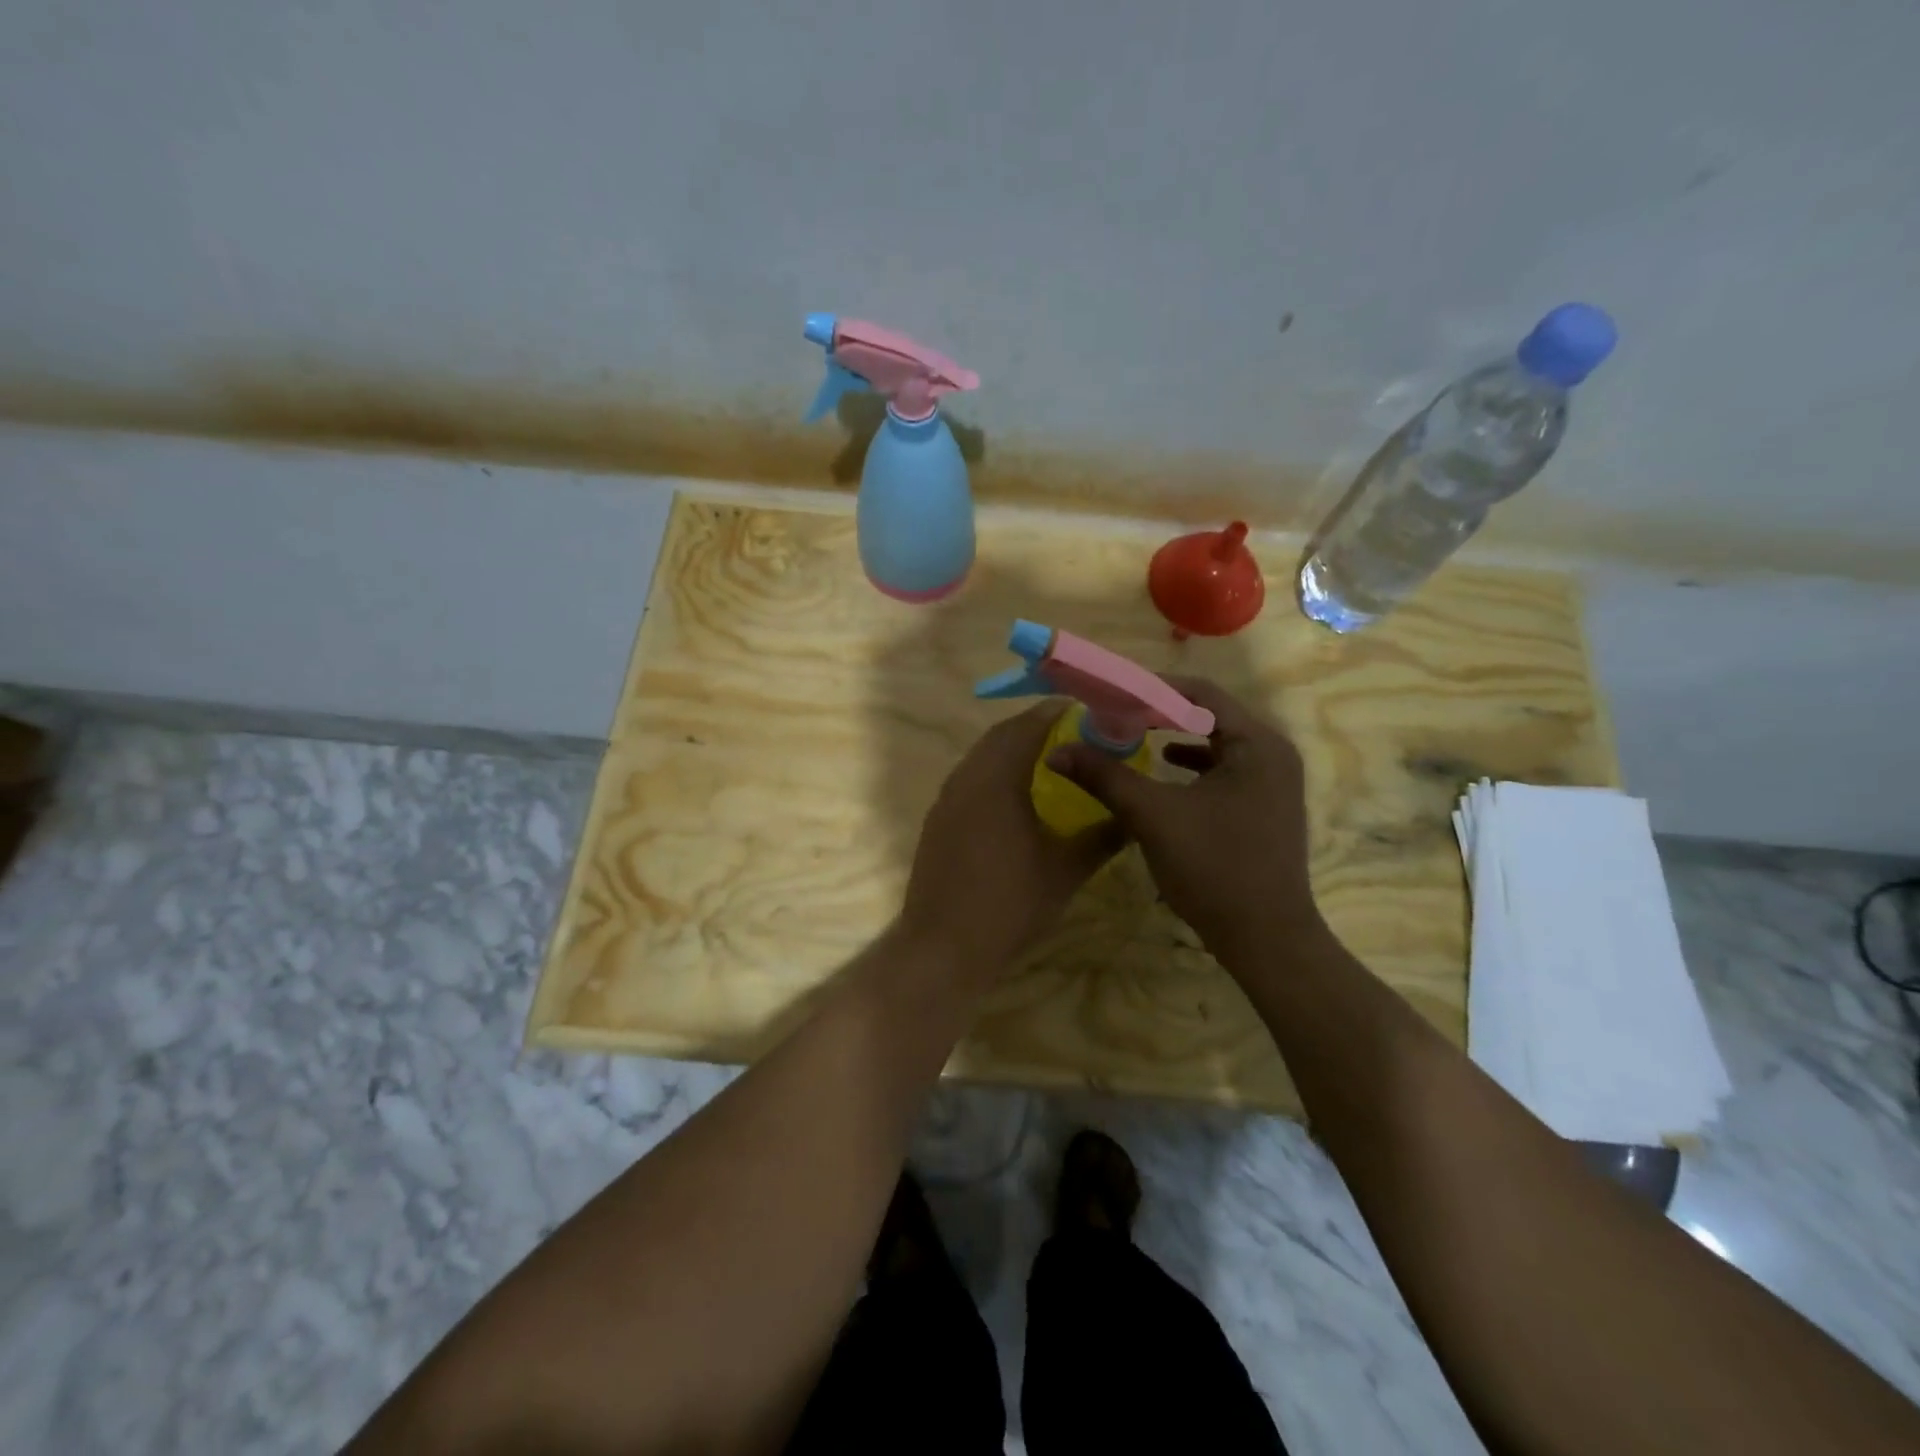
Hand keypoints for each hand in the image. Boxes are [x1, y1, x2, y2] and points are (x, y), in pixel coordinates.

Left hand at [899, 704, 1121, 974]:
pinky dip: (994, 773)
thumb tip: (1134, 816)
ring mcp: (946, 799)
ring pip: (981, 757)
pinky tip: (1016, 798)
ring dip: (1011, 749)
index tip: (1086, 712)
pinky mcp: (938, 820)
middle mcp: (967, 778)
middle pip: (1000, 736)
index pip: (1027, 726)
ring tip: (1049, 761)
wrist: (943, 947)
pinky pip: (969, 779)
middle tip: (1072, 734)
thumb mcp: (1066, 871)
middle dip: (1035, 727)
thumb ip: (1103, 836)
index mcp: (997, 779)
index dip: (1056, 713)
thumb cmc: (1010, 904)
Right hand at [1048, 677, 1323, 967]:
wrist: (1266, 940)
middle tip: (1116, 715)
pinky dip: (1192, 765)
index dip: (1152, 689)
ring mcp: (1273, 782)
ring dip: (1175, 737)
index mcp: (1257, 744)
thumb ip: (1105, 777)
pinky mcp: (1265, 806)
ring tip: (1133, 737)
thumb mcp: (1152, 816)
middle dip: (1160, 713)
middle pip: (1210, 715)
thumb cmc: (1213, 868)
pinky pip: (1224, 769)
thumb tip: (1057, 751)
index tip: (1111, 696)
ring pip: (1217, 743)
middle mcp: (1273, 753)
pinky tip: (1163, 771)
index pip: (1201, 693)